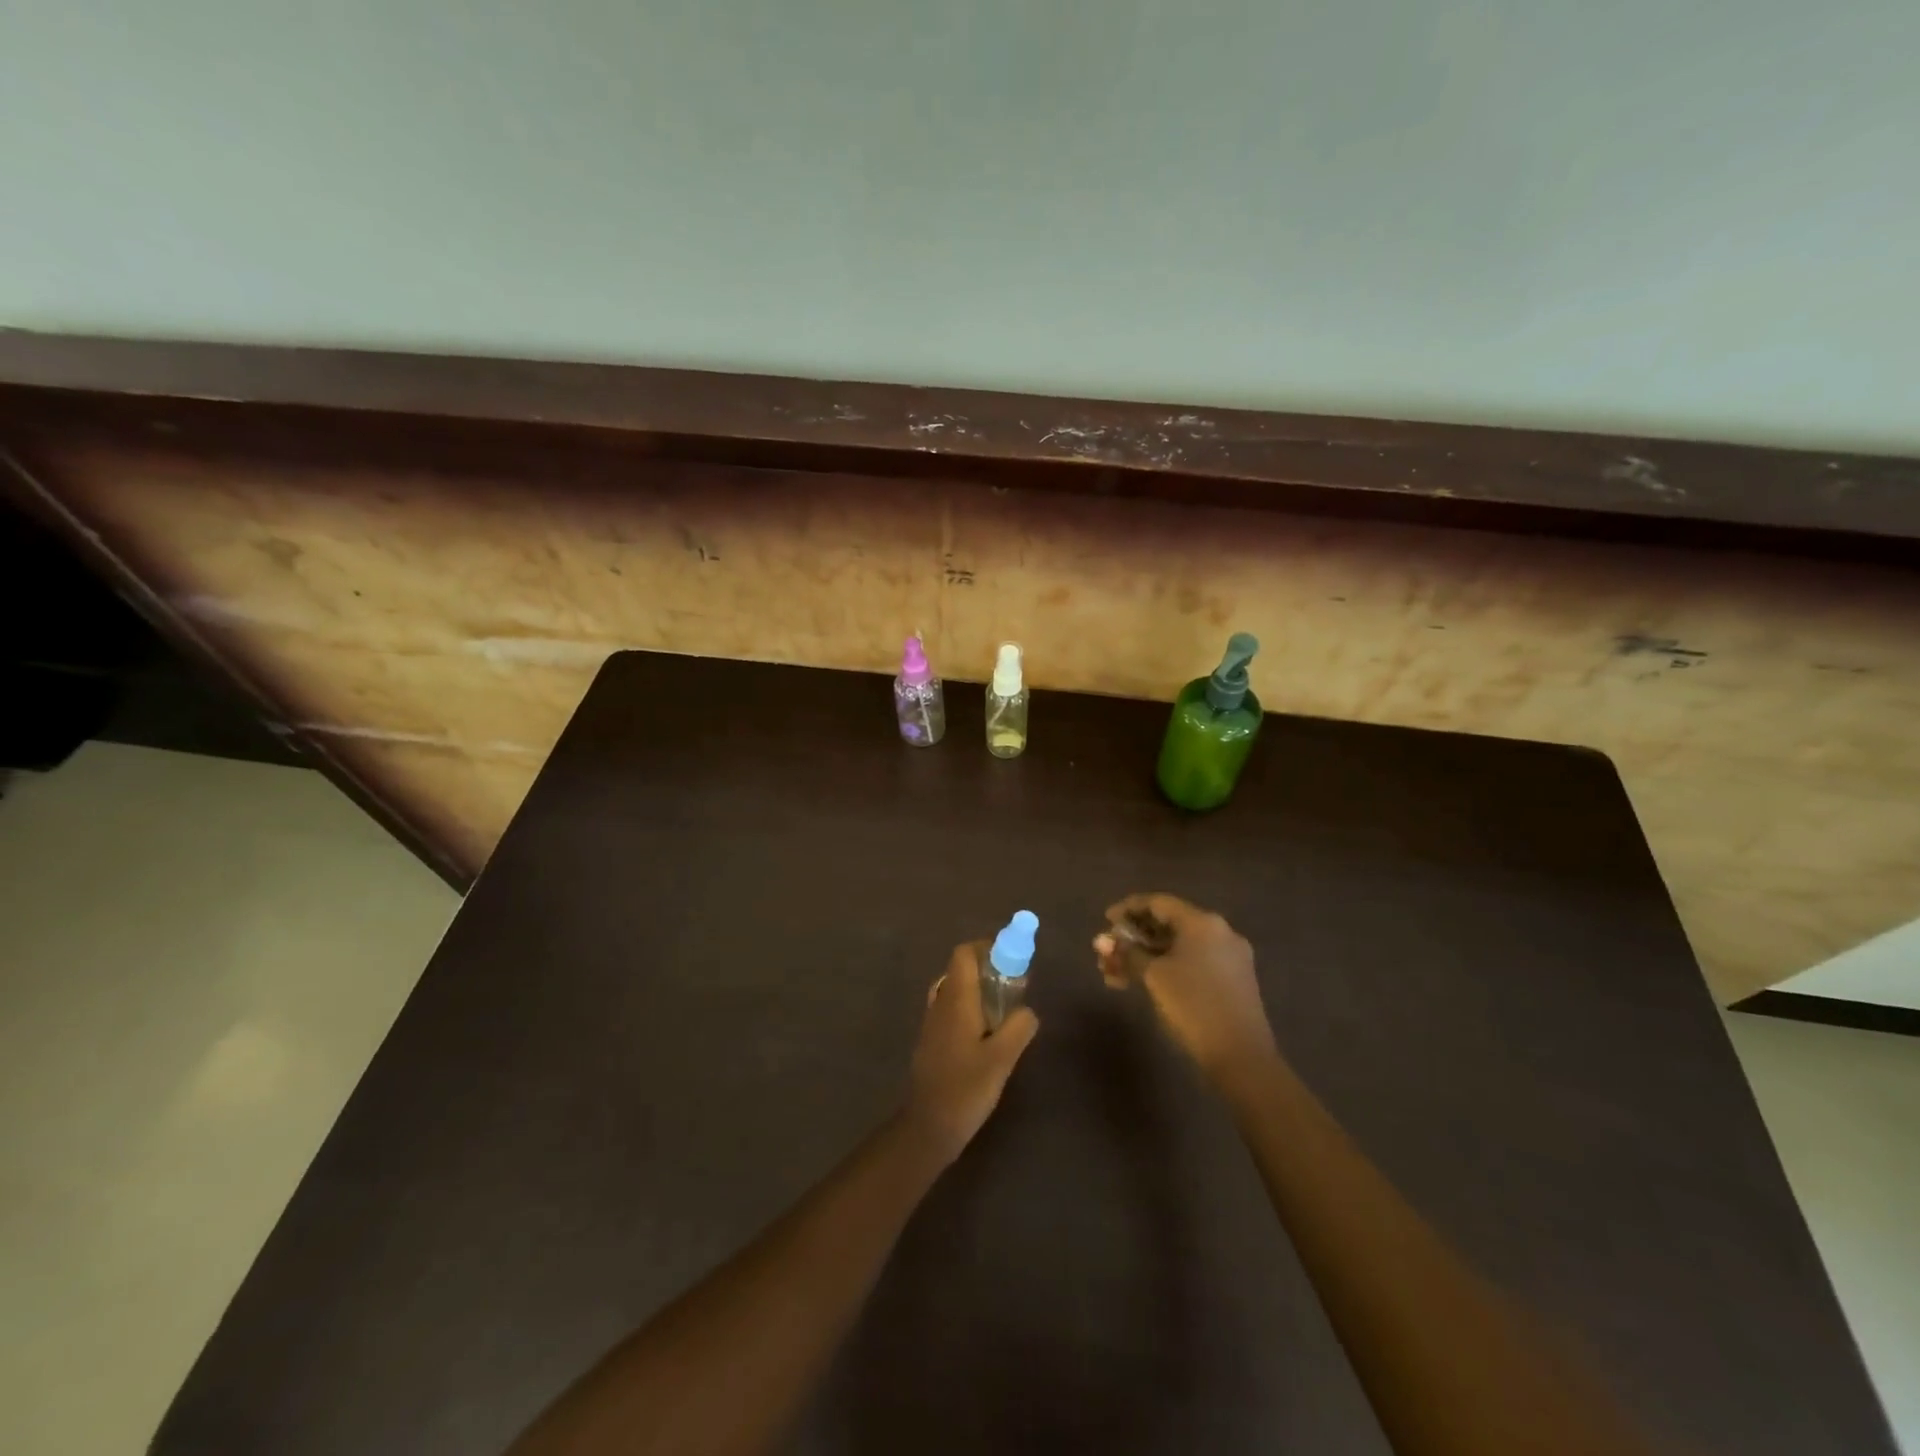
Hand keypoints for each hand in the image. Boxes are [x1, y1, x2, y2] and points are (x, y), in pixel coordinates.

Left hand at [903, 941, 1039, 1163]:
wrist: (928, 1127)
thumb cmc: (965, 1088)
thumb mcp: (1002, 1057)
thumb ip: (1019, 1027)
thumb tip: (1027, 1011)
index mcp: (955, 999)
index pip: (964, 954)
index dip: (987, 948)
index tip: (1012, 958)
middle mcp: (940, 1003)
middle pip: (960, 970)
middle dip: (988, 970)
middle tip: (1015, 986)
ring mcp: (933, 1023)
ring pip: (956, 990)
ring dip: (979, 991)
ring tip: (1005, 1011)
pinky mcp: (932, 1042)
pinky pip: (952, 1010)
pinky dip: (971, 1009)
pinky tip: (988, 1035)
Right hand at [1093, 894, 1276, 1083]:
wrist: (1241, 1057)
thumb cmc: (1194, 1006)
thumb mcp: (1154, 976)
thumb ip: (1127, 953)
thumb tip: (1104, 941)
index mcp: (1202, 923)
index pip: (1158, 903)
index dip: (1128, 908)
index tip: (1106, 920)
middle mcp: (1219, 932)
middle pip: (1168, 924)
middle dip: (1134, 938)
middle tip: (1108, 953)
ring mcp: (1229, 958)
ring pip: (1177, 947)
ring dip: (1145, 957)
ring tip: (1115, 976)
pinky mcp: (1231, 981)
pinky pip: (1191, 963)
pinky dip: (1165, 968)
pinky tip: (1142, 984)